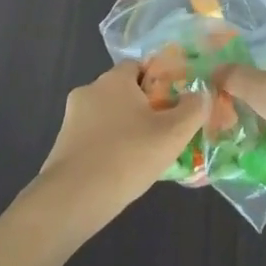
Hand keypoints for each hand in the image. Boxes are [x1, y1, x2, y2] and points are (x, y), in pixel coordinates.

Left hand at [34, 61, 206, 224]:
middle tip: (165, 131)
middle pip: (124, 91)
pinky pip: (94, 137)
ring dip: (126, 128)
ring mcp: (72, 118)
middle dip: (144, 107)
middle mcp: (89, 90)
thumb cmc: (127, 156)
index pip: (139, 66)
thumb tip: (202, 93)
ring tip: (146, 155)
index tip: (174, 103)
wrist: (73, 199)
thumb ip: (193, 109)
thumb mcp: (172, 133)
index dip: (159, 81)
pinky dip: (109, 146)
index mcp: (114, 79)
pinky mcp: (63, 144)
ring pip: (108, 115)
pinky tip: (123, 169)